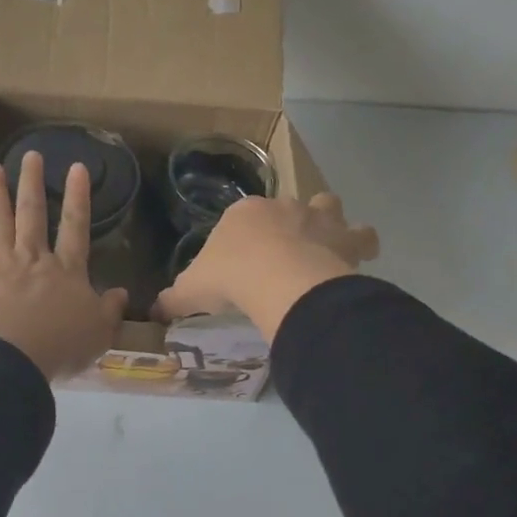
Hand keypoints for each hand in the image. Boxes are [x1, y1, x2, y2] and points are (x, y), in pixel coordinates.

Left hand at [0, 152, 128, 380]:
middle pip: (33, 215)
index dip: (78, 197)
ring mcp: (0, 266)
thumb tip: (121, 293)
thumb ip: (110, 311)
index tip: (77, 168)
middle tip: (30, 155)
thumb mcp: (98, 333)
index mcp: (66, 271)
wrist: (11, 357)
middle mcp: (33, 259)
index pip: (75, 227)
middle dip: (32, 183)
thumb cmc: (59, 346)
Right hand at [152, 192, 378, 341]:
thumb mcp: (190, 290)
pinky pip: (363, 236)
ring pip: (329, 206)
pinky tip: (357, 260)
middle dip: (287, 224)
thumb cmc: (229, 277)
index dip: (245, 237)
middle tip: (283, 254)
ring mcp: (317, 219)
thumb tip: (153, 311)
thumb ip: (174, 298)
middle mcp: (282, 206)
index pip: (242, 217)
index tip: (243, 261)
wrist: (276, 279)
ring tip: (326, 247)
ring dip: (330, 223)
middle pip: (287, 206)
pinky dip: (362, 245)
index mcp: (243, 213)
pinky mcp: (345, 238)